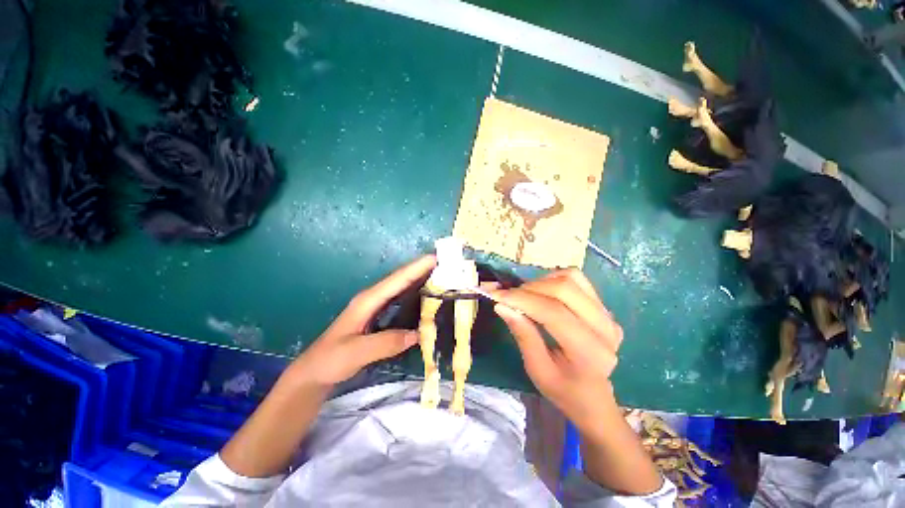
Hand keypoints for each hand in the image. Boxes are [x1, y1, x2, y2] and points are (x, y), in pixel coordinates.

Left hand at [289, 255, 436, 386]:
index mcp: (368, 300)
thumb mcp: (356, 352)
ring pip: (402, 289)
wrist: (314, 373)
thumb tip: (419, 334)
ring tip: (441, 278)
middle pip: (401, 280)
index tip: (435, 259)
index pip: (396, 280)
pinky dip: (414, 296)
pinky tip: (425, 301)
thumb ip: (386, 342)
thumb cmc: (330, 360)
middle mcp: (373, 299)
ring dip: (420, 281)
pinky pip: (401, 302)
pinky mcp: (379, 317)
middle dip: (422, 270)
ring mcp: (376, 308)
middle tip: (445, 266)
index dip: (416, 268)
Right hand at [491, 269, 622, 434]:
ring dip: (542, 281)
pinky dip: (554, 279)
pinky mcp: (604, 306)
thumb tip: (502, 305)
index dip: (522, 299)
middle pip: (564, 289)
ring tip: (525, 295)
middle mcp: (605, 328)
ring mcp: (608, 314)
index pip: (553, 312)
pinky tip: (542, 291)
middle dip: (529, 288)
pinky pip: (577, 279)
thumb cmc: (562, 388)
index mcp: (590, 352)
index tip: (496, 295)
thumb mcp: (537, 369)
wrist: (592, 396)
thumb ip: (522, 334)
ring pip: (571, 278)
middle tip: (509, 296)